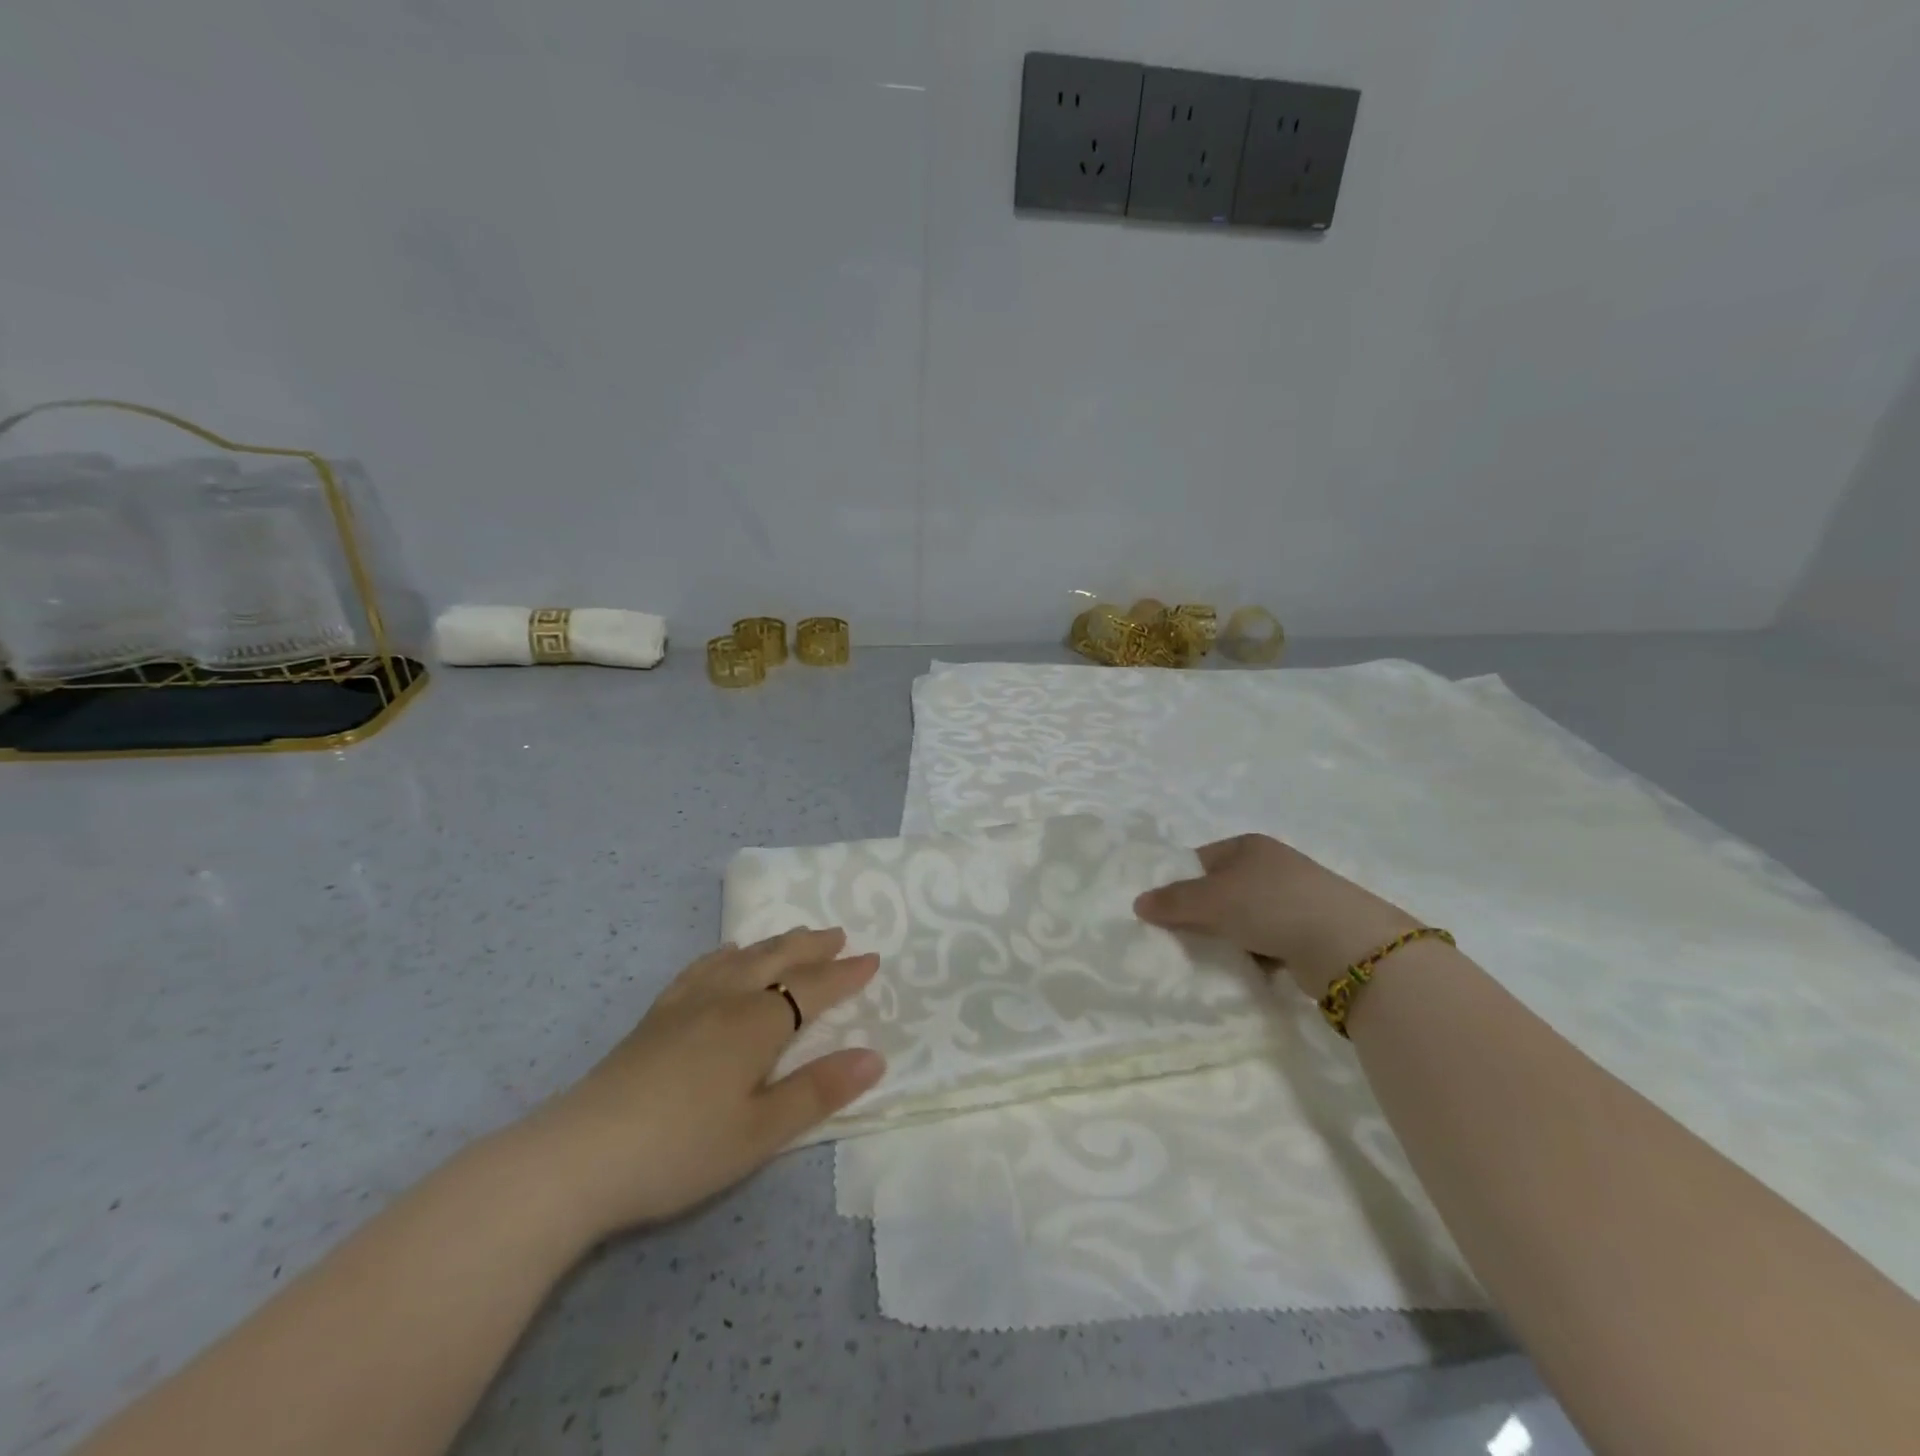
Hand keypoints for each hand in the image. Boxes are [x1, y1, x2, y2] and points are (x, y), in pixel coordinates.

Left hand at [523, 929, 884, 1237]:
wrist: (580, 1155)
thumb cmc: (681, 1149)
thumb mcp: (760, 1132)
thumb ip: (818, 1091)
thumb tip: (875, 1056)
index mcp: (756, 1024)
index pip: (812, 988)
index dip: (844, 974)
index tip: (872, 958)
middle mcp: (726, 999)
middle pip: (777, 960)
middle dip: (812, 947)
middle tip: (838, 935)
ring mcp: (687, 1003)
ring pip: (742, 958)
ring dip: (775, 943)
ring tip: (794, 936)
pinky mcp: (657, 1016)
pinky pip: (701, 967)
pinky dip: (725, 954)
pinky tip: (725, 954)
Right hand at [1134, 834, 1418, 997]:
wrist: (1345, 945)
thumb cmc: (1270, 905)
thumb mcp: (1212, 899)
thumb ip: (1173, 901)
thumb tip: (1138, 902)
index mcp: (1247, 846)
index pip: (1199, 860)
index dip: (1178, 883)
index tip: (1161, 912)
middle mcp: (1270, 866)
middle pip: (1219, 890)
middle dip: (1200, 915)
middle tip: (1178, 938)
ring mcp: (1292, 898)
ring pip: (1241, 918)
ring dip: (1227, 938)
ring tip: (1210, 958)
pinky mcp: (1307, 931)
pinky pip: (1265, 941)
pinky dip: (1252, 954)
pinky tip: (1244, 968)